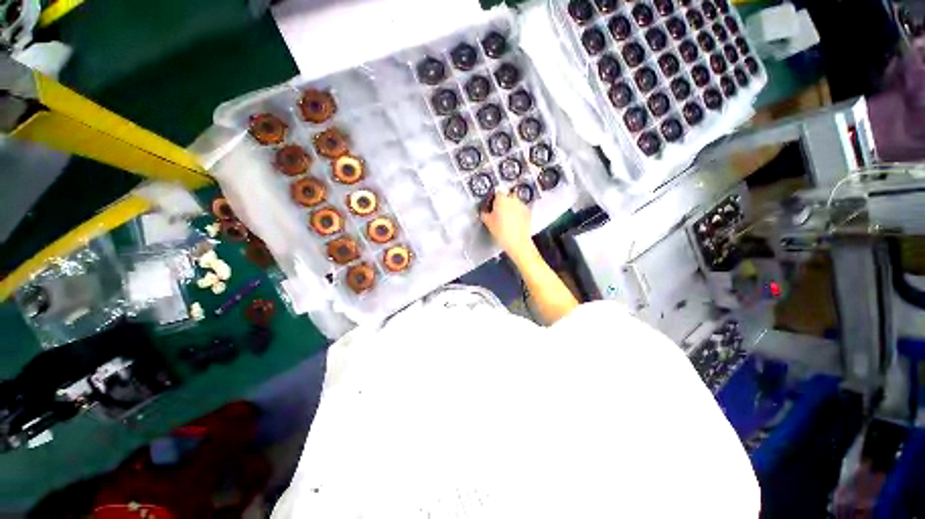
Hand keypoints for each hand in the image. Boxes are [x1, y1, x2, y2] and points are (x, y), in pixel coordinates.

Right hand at [480, 191, 533, 258]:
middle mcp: (513, 199)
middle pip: (507, 196)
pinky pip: (521, 209)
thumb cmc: (503, 232)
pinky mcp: (528, 212)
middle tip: (498, 212)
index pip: (497, 192)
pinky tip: (513, 222)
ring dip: (511, 207)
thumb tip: (484, 212)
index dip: (493, 198)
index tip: (491, 204)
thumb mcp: (488, 223)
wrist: (518, 242)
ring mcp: (522, 205)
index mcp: (502, 199)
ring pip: (515, 202)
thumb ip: (484, 214)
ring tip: (506, 218)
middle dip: (503, 202)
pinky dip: (517, 213)